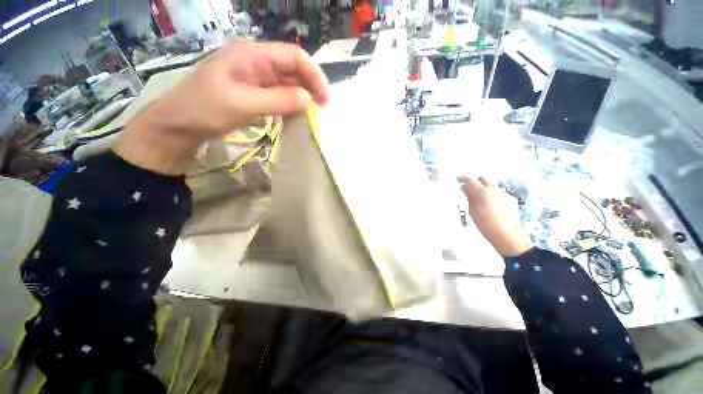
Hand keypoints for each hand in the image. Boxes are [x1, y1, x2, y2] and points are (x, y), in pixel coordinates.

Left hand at [115, 41, 328, 174]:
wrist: (179, 124)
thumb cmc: (204, 109)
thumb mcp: (241, 104)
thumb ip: (278, 100)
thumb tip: (309, 100)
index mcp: (253, 55)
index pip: (294, 56)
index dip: (314, 75)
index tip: (324, 99)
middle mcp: (258, 62)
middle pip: (294, 69)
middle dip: (311, 87)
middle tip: (322, 110)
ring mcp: (257, 79)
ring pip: (289, 83)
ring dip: (303, 98)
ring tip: (313, 115)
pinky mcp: (256, 93)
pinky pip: (281, 96)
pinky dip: (293, 105)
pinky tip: (297, 117)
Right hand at [459, 177, 531, 257]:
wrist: (507, 235)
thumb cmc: (485, 223)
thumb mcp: (472, 211)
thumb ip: (468, 197)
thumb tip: (464, 188)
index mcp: (482, 191)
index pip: (470, 180)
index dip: (463, 179)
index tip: (457, 180)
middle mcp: (494, 189)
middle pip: (483, 179)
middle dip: (475, 182)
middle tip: (468, 189)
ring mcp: (504, 194)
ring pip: (492, 186)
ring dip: (485, 188)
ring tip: (480, 198)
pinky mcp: (511, 200)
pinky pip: (499, 193)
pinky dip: (493, 195)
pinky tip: (492, 205)